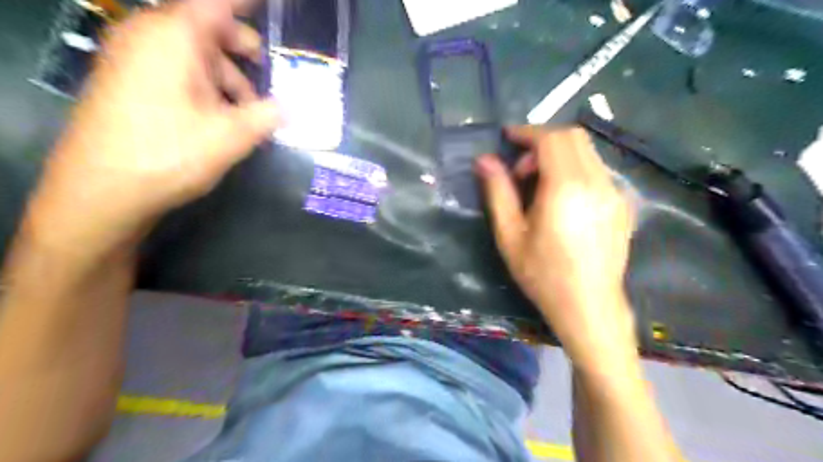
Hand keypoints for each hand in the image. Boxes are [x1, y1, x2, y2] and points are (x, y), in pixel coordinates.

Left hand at [28, 0, 277, 252]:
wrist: (101, 190)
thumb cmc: (168, 154)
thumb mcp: (230, 136)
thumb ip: (267, 116)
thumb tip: (293, 108)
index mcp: (173, 38)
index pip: (217, 5)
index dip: (248, 6)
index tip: (274, 9)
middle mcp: (150, 38)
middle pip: (207, 28)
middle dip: (244, 51)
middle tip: (271, 75)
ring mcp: (135, 59)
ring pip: (195, 54)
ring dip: (228, 78)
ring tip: (250, 115)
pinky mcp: (130, 83)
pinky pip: (178, 70)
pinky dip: (207, 87)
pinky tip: (223, 119)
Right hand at [476, 126, 634, 370]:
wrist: (589, 307)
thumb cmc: (543, 275)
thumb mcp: (510, 235)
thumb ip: (498, 193)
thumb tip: (484, 160)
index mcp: (567, 189)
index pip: (551, 139)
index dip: (527, 132)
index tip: (507, 138)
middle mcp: (597, 182)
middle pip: (573, 137)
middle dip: (542, 142)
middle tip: (520, 171)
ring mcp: (614, 192)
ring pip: (587, 152)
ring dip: (558, 155)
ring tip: (538, 187)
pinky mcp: (622, 203)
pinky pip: (596, 170)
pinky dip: (574, 168)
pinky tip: (561, 198)